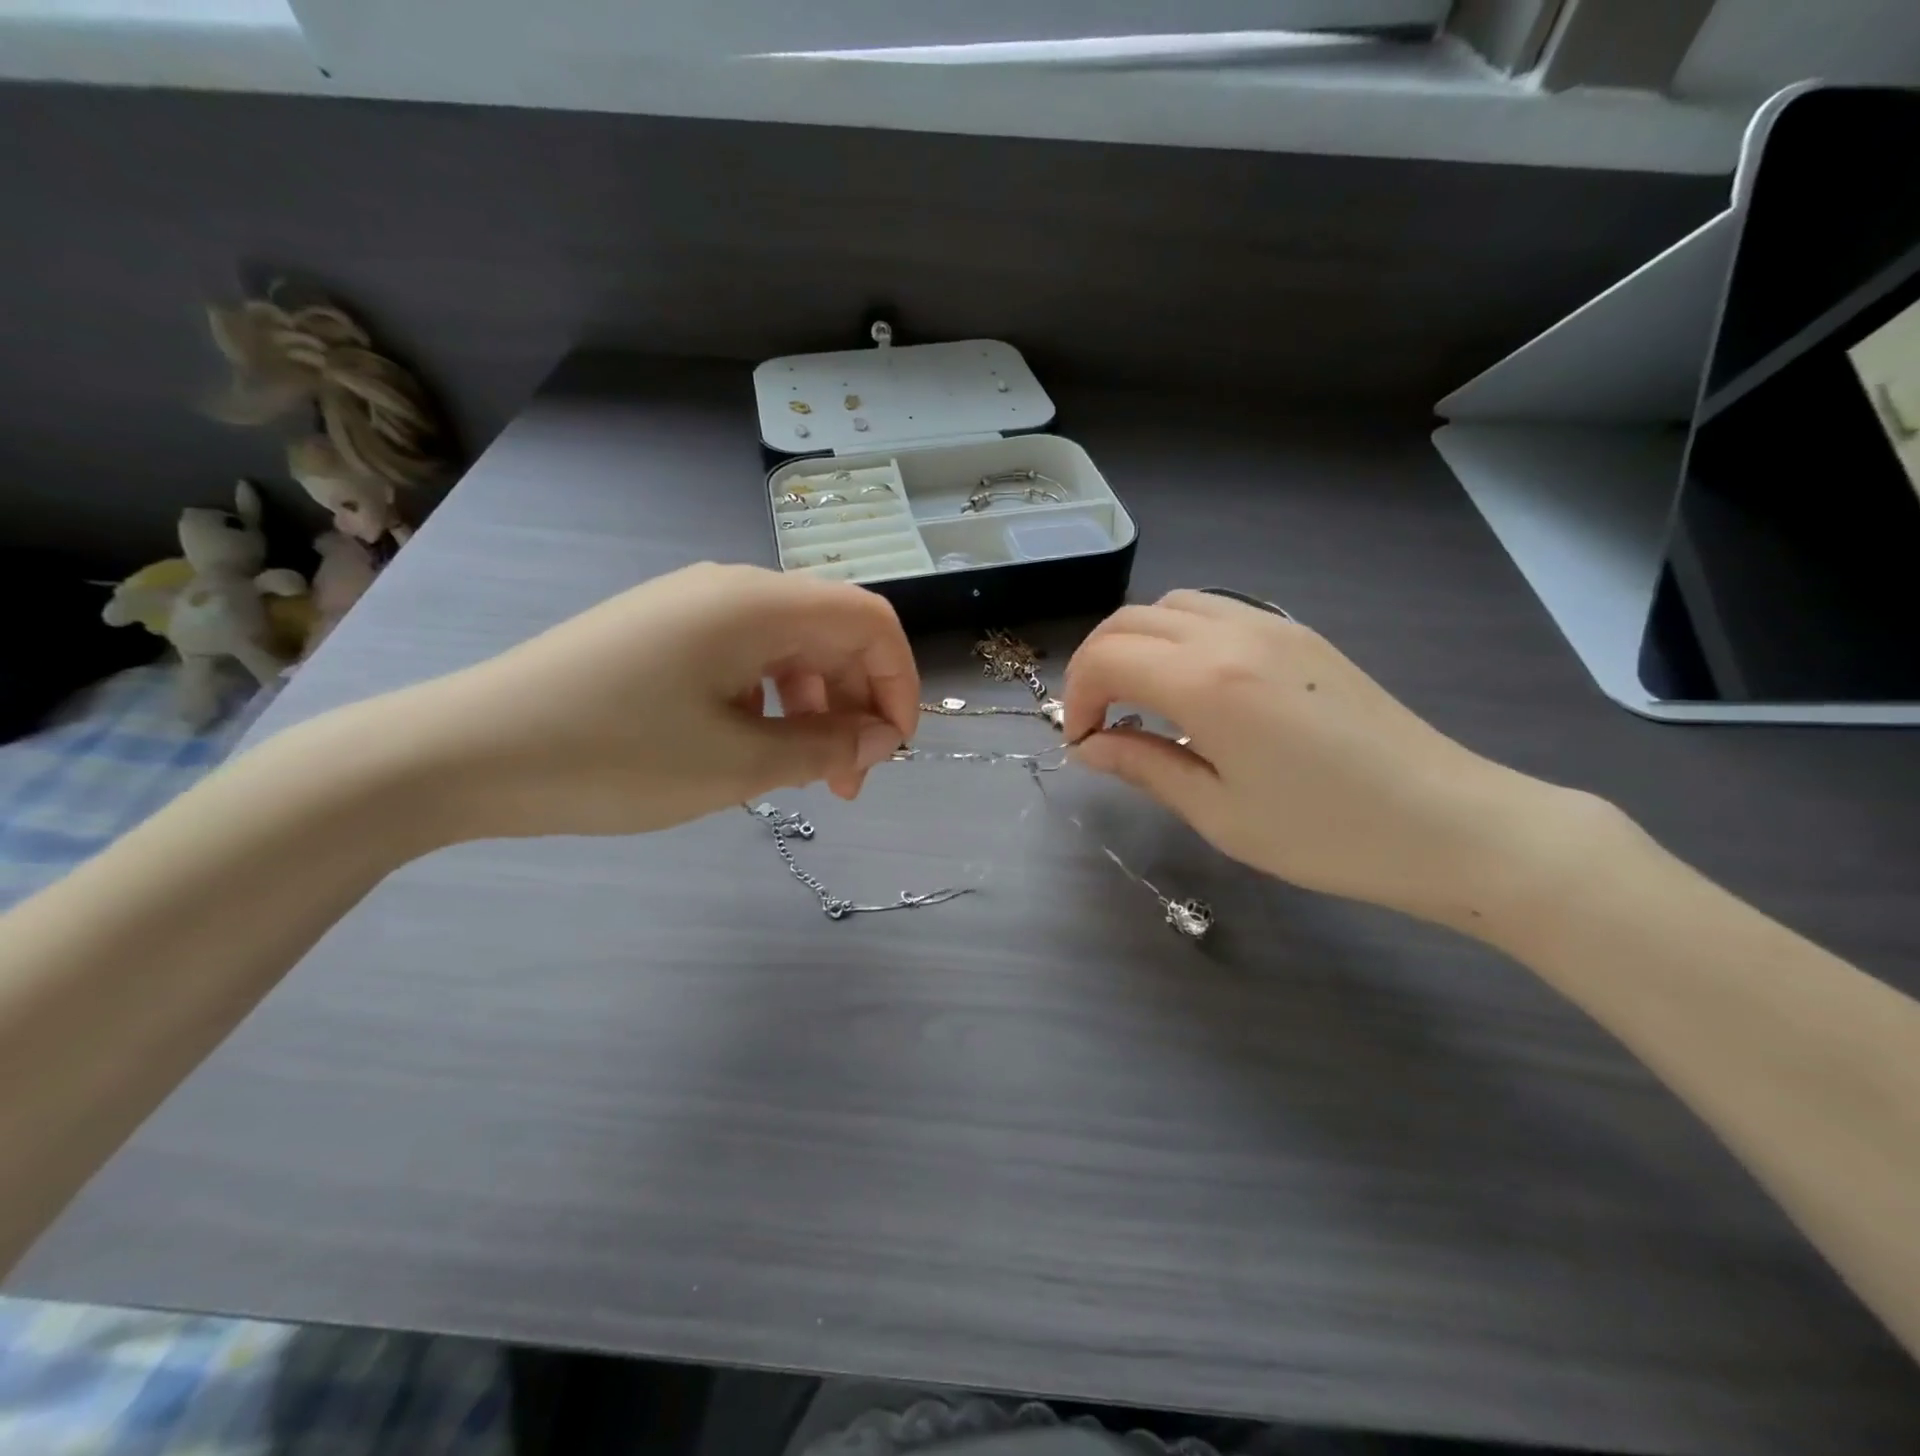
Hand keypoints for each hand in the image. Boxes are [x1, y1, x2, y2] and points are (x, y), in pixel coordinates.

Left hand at [384, 563, 917, 841]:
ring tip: (799, 776)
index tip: (891, 750)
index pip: (869, 621)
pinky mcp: (662, 634)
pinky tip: (747, 748)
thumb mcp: (737, 764)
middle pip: (831, 635)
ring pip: (788, 650)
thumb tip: (882, 737)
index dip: (898, 683)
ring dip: (813, 710)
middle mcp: (731, 589)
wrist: (463, 752)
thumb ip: (826, 747)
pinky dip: (769, 703)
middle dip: (854, 707)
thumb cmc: (614, 756)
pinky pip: (744, 660)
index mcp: (757, 603)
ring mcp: (691, 608)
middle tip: (845, 786)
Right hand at [1062, 590, 1573, 924]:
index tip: (1083, 742)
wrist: (1447, 823)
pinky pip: (1214, 611)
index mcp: (1208, 681)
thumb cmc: (1325, 833)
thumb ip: (1143, 766)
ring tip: (1141, 700)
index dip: (1077, 697)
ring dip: (1137, 644)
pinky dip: (1178, 636)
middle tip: (1100, 722)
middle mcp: (1233, 634)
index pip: (1106, 658)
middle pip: (1130, 620)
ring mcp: (1272, 626)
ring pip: (1171, 605)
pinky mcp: (1299, 634)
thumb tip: (1088, 747)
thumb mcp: (1218, 812)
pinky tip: (1193, 687)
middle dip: (1096, 665)